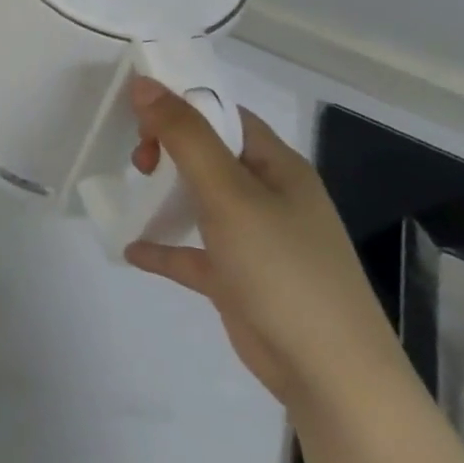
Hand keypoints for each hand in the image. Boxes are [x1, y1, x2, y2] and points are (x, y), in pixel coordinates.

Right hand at [123, 78, 413, 414]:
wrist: (333, 379)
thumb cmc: (283, 269)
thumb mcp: (228, 193)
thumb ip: (184, 136)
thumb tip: (144, 83)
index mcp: (277, 167)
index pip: (224, 115)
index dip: (181, 105)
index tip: (137, 114)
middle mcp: (269, 196)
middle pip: (208, 153)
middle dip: (167, 147)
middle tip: (139, 162)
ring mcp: (256, 240)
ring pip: (200, 199)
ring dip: (164, 192)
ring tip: (130, 189)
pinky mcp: (240, 279)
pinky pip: (193, 252)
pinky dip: (163, 246)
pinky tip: (132, 249)